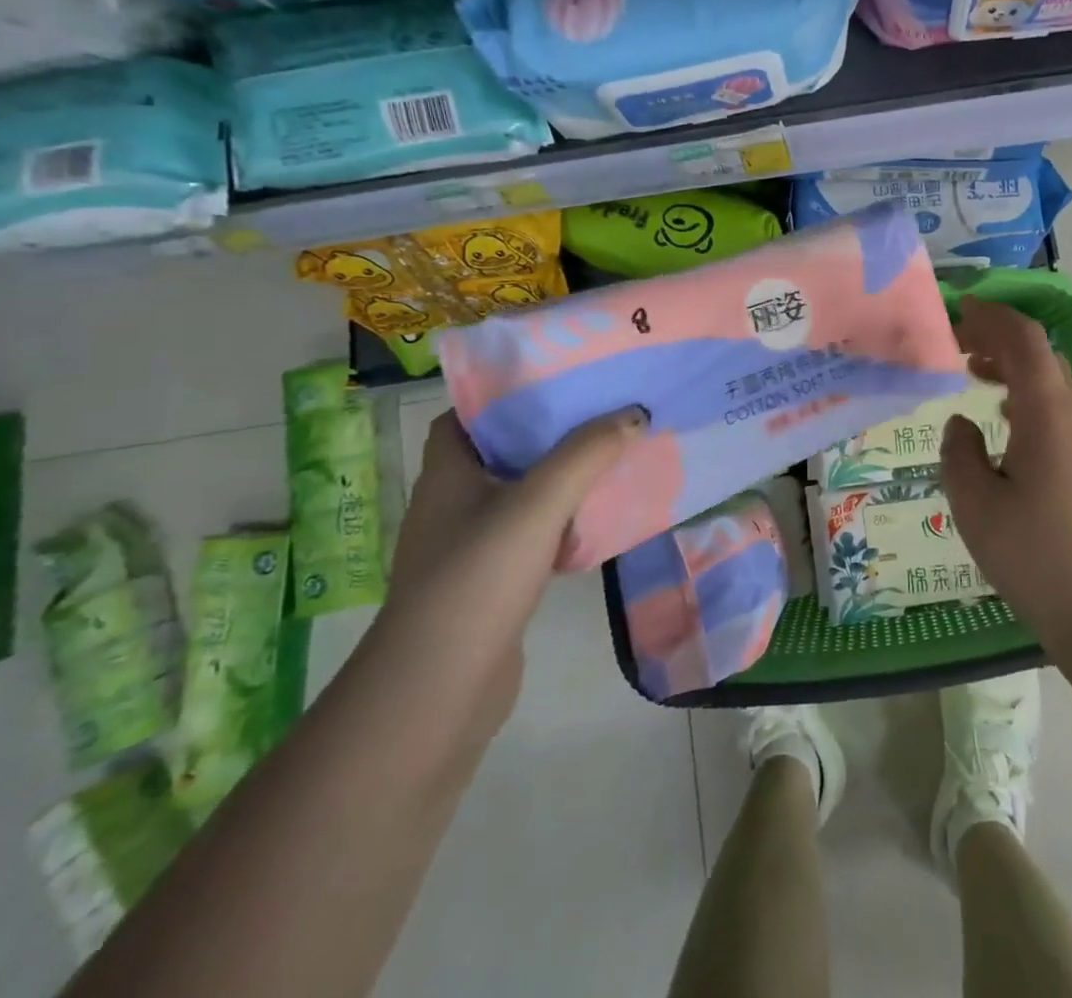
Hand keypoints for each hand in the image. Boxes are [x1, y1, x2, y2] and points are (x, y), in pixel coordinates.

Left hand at [377, 407, 646, 727]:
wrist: (438, 691)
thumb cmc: (477, 578)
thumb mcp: (537, 504)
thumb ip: (585, 455)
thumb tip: (633, 413)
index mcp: (448, 473)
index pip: (465, 416)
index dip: (502, 394)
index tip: (554, 380)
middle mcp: (454, 503)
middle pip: (501, 451)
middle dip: (548, 432)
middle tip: (600, 411)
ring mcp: (471, 546)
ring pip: (522, 495)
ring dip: (561, 478)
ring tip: (612, 455)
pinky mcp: (492, 582)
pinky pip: (533, 535)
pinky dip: (563, 522)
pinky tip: (600, 521)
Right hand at [940, 298, 1071, 646]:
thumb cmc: (1037, 556)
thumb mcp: (976, 505)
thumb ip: (959, 453)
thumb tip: (962, 424)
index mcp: (1049, 411)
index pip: (1024, 339)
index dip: (992, 316)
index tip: (959, 312)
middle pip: (1042, 355)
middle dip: (1000, 341)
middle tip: (960, 348)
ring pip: (1056, 382)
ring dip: (1017, 370)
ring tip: (978, 378)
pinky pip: (1065, 410)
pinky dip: (1033, 398)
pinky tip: (1010, 425)